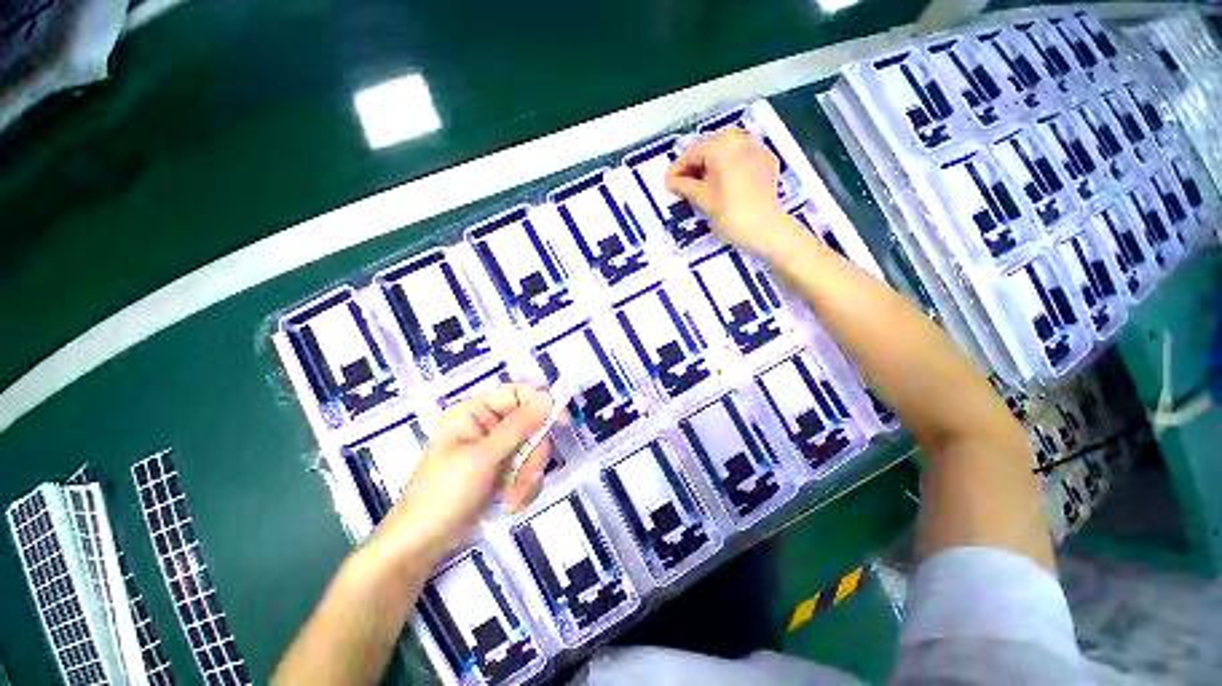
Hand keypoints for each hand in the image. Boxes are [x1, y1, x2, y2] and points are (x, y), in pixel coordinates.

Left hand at [369, 384, 556, 566]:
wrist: (422, 546)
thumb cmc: (443, 494)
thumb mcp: (482, 458)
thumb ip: (518, 427)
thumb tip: (547, 398)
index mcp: (473, 412)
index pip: (516, 393)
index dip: (540, 404)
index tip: (561, 422)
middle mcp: (486, 426)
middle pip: (530, 425)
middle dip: (532, 454)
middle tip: (526, 476)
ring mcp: (496, 449)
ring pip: (532, 449)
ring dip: (528, 475)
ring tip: (513, 497)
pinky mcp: (502, 470)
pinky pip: (528, 468)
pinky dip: (524, 487)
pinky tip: (510, 503)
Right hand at [665, 128, 797, 257]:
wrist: (767, 230)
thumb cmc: (730, 215)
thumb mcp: (703, 200)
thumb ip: (684, 186)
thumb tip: (670, 180)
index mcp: (721, 146)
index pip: (692, 153)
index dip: (677, 169)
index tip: (668, 184)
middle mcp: (740, 139)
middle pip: (709, 147)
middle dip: (695, 165)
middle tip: (683, 185)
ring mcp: (756, 148)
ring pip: (726, 151)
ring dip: (711, 165)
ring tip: (701, 184)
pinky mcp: (766, 161)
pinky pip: (741, 157)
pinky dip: (728, 167)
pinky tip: (722, 182)